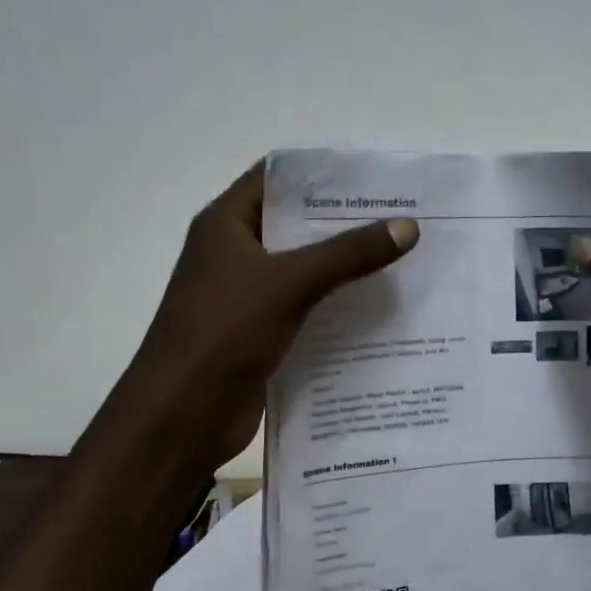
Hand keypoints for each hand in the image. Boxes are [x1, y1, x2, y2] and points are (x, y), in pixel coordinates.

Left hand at [126, 163, 418, 467]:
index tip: (375, 176)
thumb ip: (348, 253)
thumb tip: (408, 226)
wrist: (182, 417)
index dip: (323, 174)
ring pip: (306, 270)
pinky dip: (339, 306)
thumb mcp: (289, 283)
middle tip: (402, 217)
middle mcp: (236, 254)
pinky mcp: (262, 333)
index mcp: (226, 225)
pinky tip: (382, 307)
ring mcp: (248, 296)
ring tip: (404, 257)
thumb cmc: (224, 333)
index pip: (277, 179)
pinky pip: (308, 308)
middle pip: (297, 225)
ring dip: (347, 266)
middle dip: (347, 222)